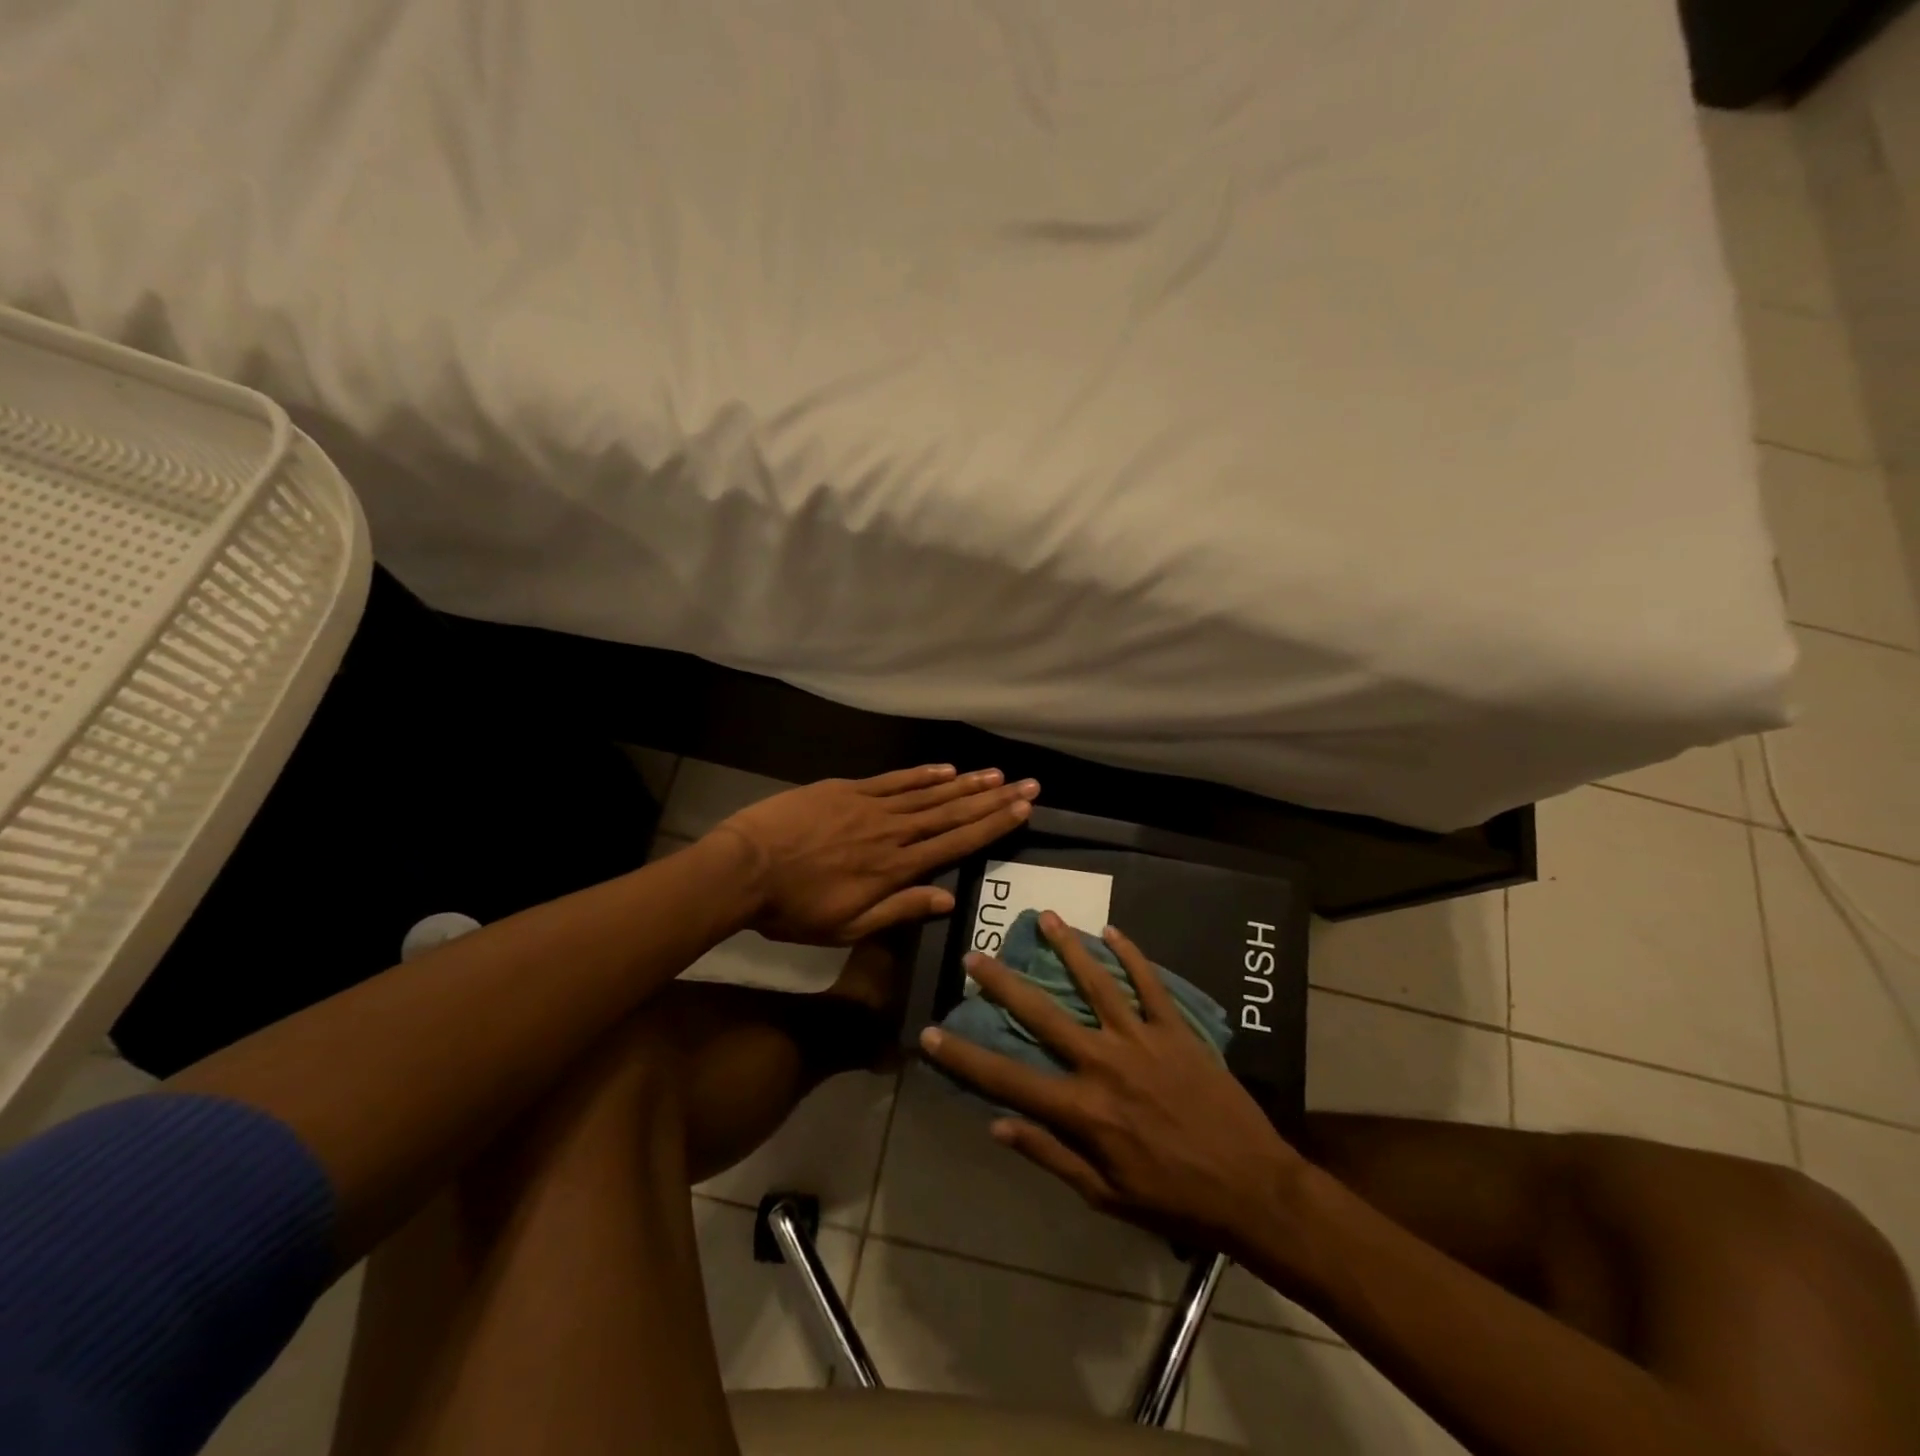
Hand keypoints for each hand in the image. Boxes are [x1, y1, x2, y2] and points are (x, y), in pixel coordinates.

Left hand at [710, 765, 1038, 943]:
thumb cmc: (794, 908)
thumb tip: (948, 900)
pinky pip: (893, 780)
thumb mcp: (847, 927)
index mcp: (894, 868)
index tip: (1022, 809)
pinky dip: (922, 774)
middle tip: (1027, 784)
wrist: (744, 868)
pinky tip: (946, 769)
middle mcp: (892, 832)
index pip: (955, 843)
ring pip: (927, 793)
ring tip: (996, 774)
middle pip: (951, 812)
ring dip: (965, 783)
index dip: (992, 826)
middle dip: (992, 799)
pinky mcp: (847, 790)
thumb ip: (899, 910)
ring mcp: (870, 806)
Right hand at [919, 912, 1304, 1257]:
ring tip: (1044, 916)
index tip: (929, 1032)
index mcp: (1082, 1109)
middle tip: (975, 953)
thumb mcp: (1104, 1194)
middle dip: (1003, 983)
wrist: (1251, 1188)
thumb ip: (1049, 1154)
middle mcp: (1103, 1063)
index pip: (1007, 1078)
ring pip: (1096, 982)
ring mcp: (1141, 1039)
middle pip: (1042, 1014)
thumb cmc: (1172, 1198)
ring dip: (1067, 947)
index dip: (963, 1056)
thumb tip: (997, 1124)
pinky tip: (1113, 930)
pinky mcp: (1176, 1029)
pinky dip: (1131, 954)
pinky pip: (1149, 983)